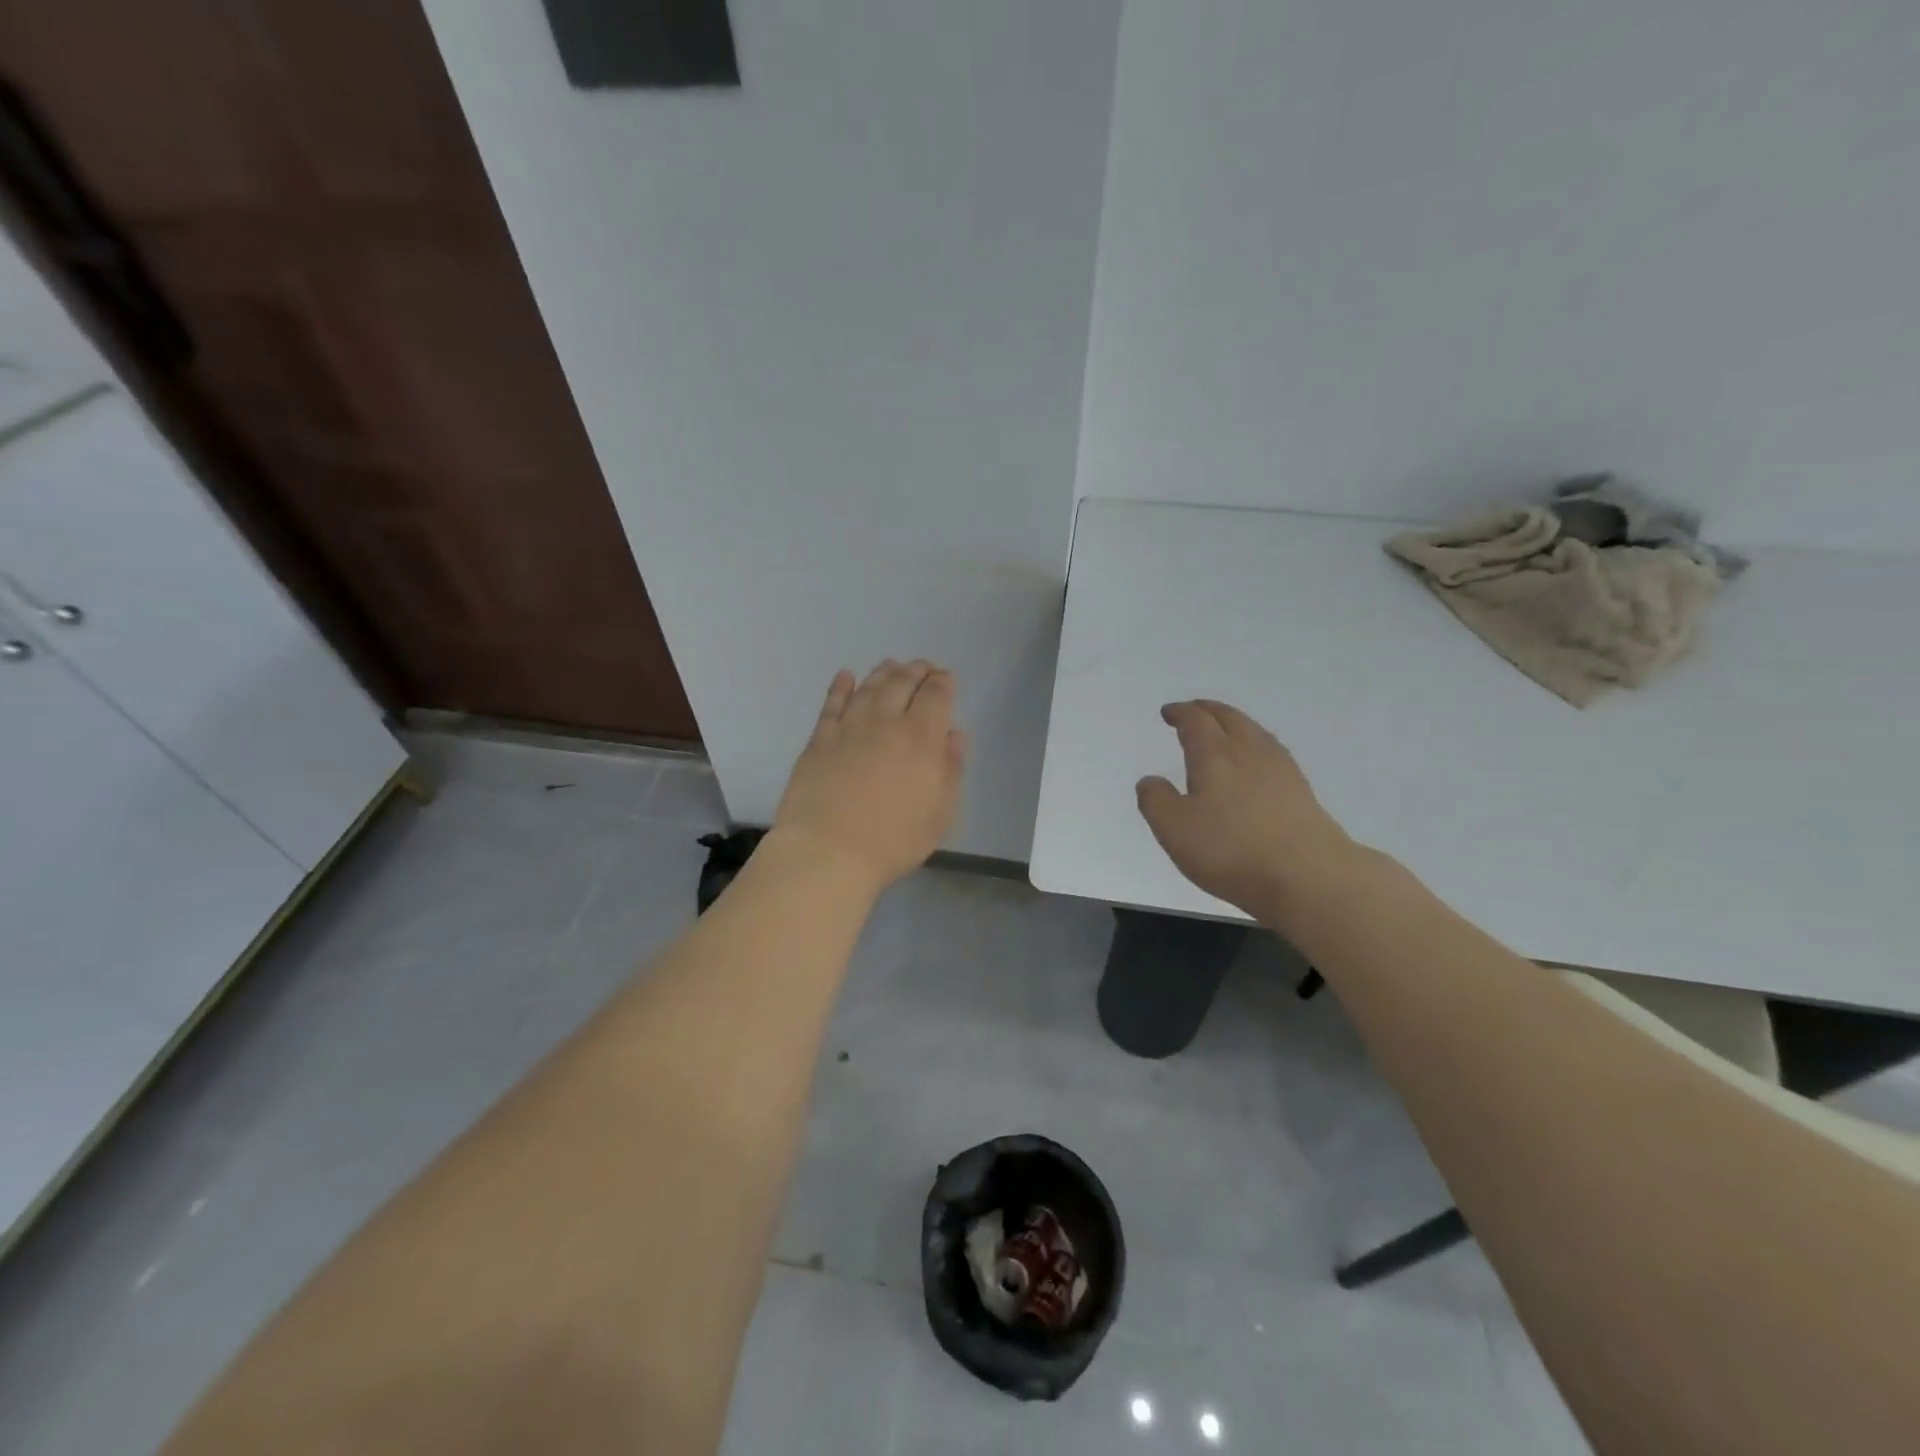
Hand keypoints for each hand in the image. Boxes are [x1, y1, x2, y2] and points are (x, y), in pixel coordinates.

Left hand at [774, 660, 967, 892]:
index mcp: (922, 737)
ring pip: (869, 686)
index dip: (944, 682)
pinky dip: (840, 686)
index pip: (937, 694)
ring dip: (884, 672)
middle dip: (917, 670)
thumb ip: (951, 769)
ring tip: (892, 666)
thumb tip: (953, 736)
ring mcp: (849, 727)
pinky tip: (845, 676)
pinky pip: (832, 703)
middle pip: (903, 682)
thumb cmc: (893, 839)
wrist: (828, 851)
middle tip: (923, 668)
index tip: (947, 679)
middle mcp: (886, 721)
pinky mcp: (819, 739)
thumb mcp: (941, 813)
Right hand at [1135, 700, 1361, 920]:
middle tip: (1194, 710)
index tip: (1169, 712)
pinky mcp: (1301, 790)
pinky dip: (1255, 745)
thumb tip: (1150, 780)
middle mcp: (1249, 751)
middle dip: (1208, 710)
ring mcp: (1280, 768)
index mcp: (1214, 754)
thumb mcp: (1175, 830)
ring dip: (1234, 723)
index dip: (1181, 713)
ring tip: (1224, 730)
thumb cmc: (1232, 849)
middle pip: (1229, 717)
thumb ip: (1156, 801)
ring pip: (1254, 731)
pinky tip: (1256, 762)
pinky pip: (1272, 752)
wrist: (1308, 875)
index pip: (1196, 721)